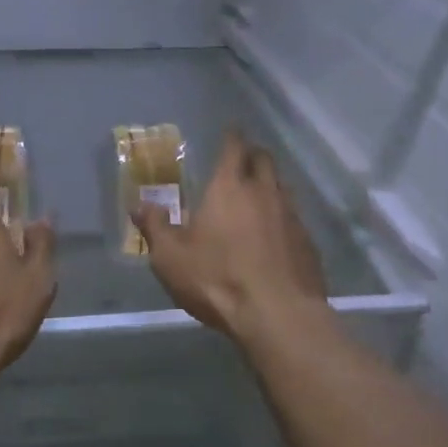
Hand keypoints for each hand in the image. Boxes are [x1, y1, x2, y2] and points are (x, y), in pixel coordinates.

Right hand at [134, 129, 336, 348]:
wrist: (278, 316)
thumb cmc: (217, 279)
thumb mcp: (170, 257)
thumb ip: (155, 227)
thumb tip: (139, 205)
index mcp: (229, 187)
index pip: (234, 147)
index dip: (232, 136)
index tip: (230, 130)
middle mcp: (264, 192)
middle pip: (264, 159)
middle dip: (253, 155)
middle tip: (241, 161)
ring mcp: (291, 216)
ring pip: (282, 187)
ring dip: (269, 185)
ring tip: (256, 196)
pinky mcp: (308, 242)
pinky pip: (294, 218)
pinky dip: (282, 217)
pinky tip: (274, 235)